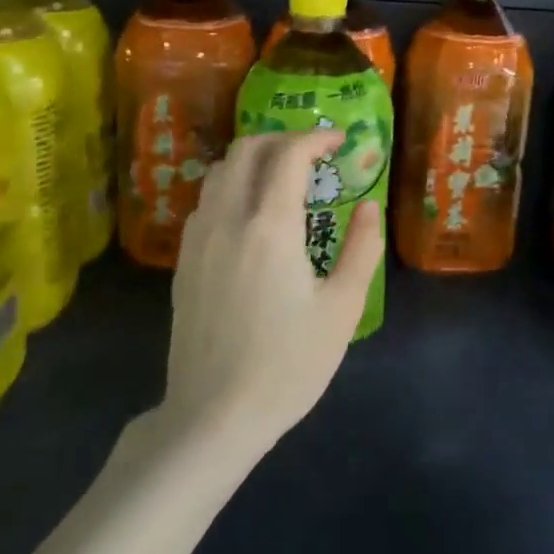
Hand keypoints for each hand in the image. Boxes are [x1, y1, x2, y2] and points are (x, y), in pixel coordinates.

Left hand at [160, 131, 381, 458]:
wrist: (213, 416)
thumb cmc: (288, 364)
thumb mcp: (342, 308)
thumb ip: (361, 248)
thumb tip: (369, 207)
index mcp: (270, 227)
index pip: (289, 154)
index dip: (317, 137)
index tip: (341, 141)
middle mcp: (227, 220)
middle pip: (246, 149)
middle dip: (283, 139)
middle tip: (314, 154)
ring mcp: (198, 239)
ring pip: (220, 172)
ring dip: (254, 160)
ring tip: (284, 178)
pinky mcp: (184, 261)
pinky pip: (206, 201)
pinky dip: (232, 186)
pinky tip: (251, 215)